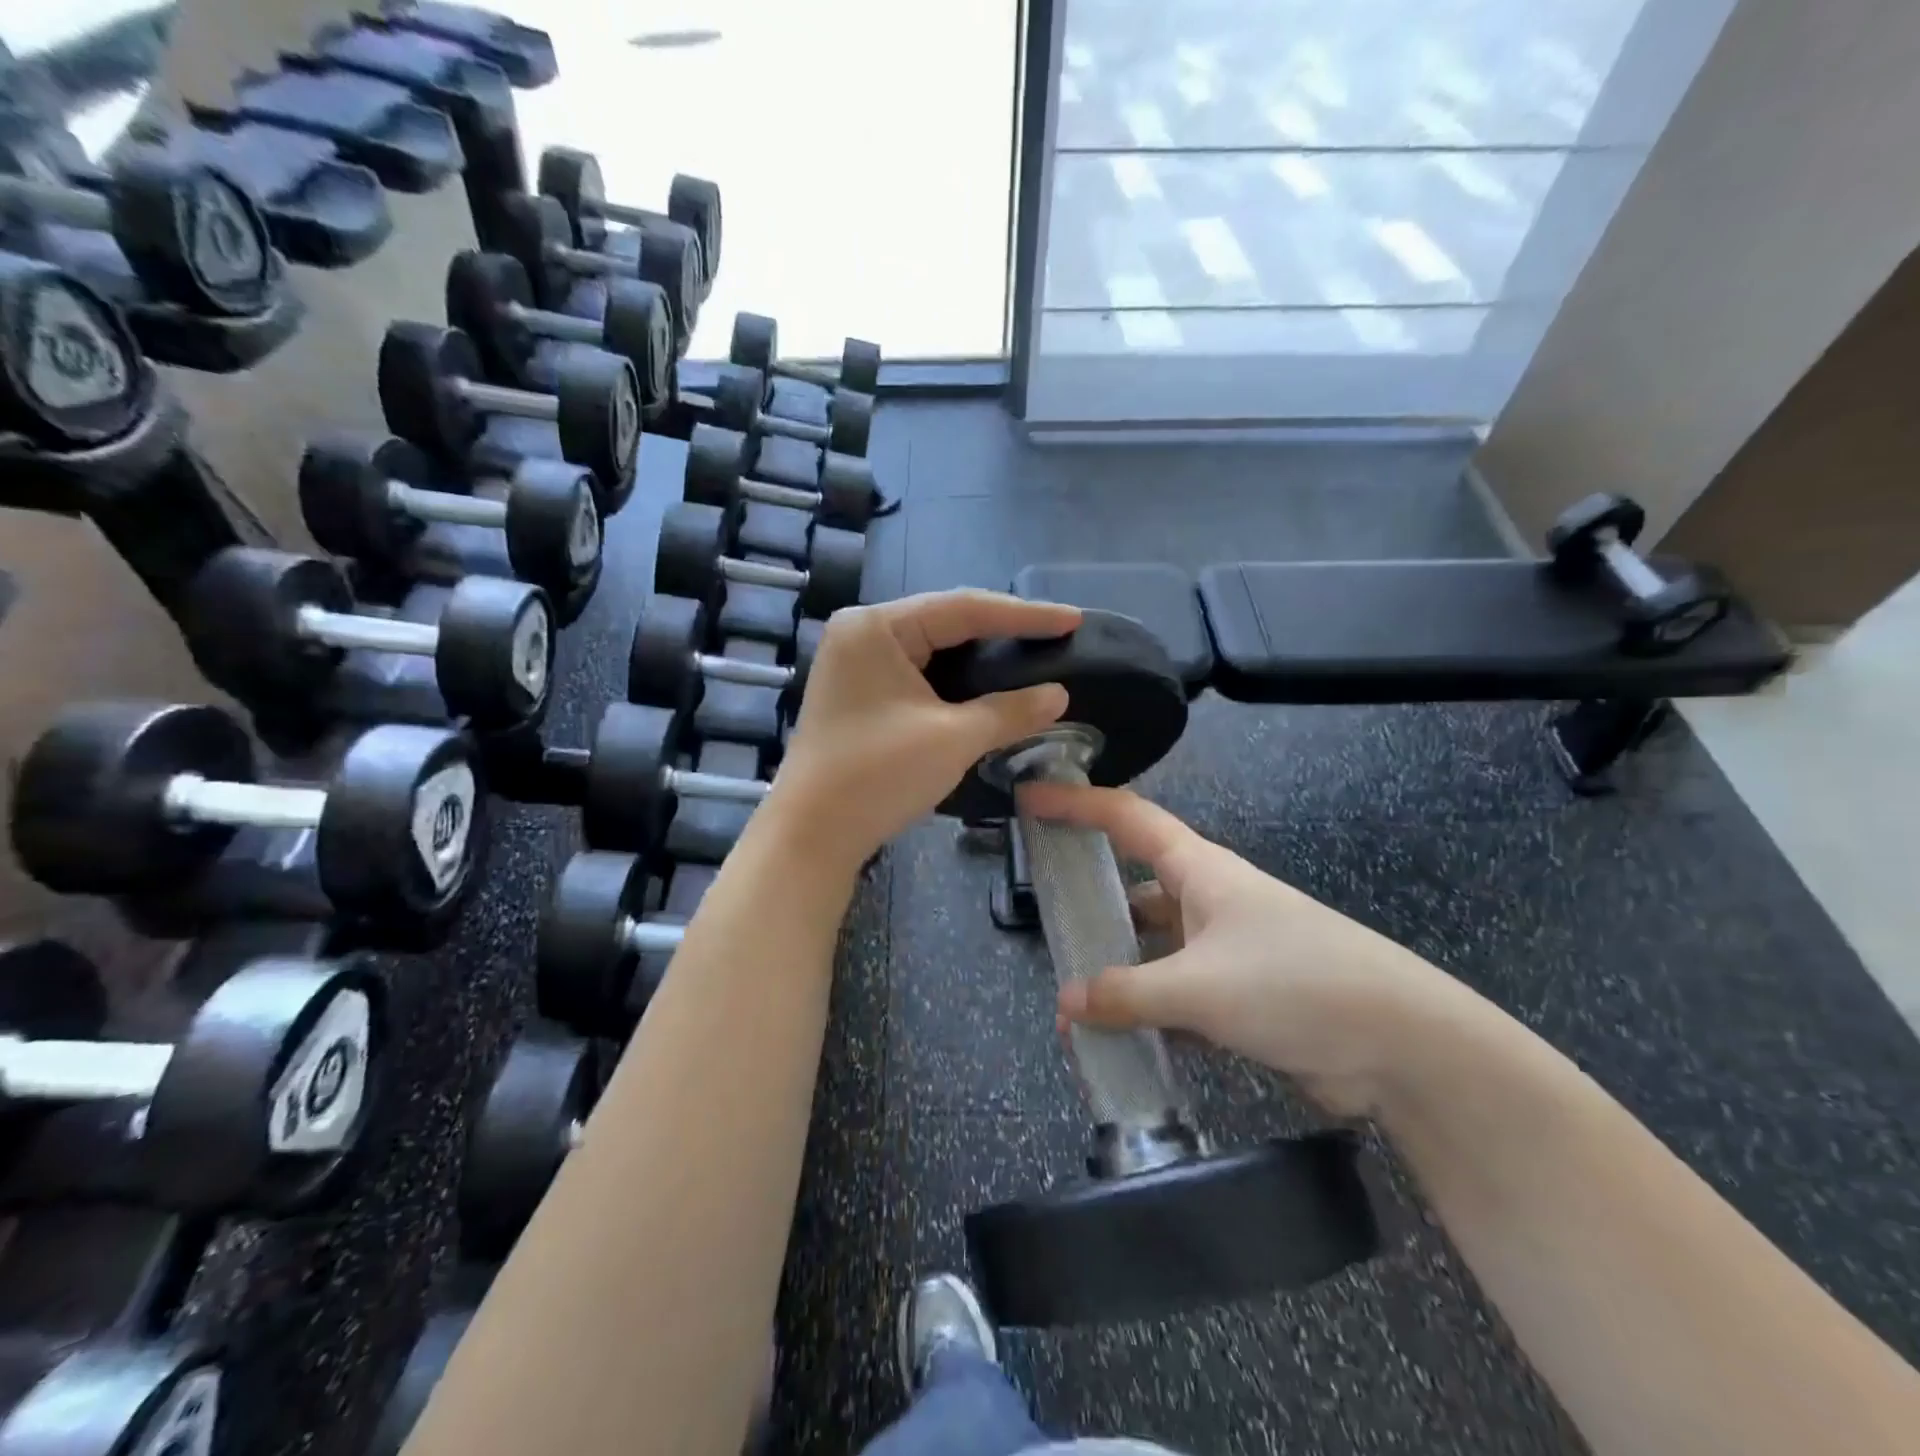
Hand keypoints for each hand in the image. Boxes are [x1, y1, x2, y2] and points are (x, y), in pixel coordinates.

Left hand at [772, 590, 1082, 868]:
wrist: (811, 836)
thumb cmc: (878, 777)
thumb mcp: (953, 739)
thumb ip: (1010, 710)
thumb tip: (1059, 695)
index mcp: (877, 627)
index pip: (964, 608)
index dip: (1024, 615)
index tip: (1073, 619)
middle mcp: (861, 632)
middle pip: (945, 622)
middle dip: (1002, 631)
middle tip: (1055, 634)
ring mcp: (855, 662)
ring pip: (932, 648)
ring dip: (979, 656)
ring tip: (1030, 653)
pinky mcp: (858, 692)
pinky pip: (917, 672)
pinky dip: (954, 679)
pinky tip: (986, 684)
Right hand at [1020, 782, 1457, 1117]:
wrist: (1403, 1046)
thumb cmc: (1296, 984)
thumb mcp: (1201, 987)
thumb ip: (1128, 993)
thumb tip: (1066, 1004)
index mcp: (1201, 871)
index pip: (1127, 819)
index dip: (1076, 804)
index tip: (1030, 799)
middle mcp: (1209, 901)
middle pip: (1134, 887)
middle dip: (1090, 902)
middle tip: (1044, 919)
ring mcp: (1225, 951)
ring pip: (1153, 950)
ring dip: (1117, 973)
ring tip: (1071, 1005)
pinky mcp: (1240, 998)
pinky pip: (1175, 997)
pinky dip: (1146, 1014)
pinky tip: (1118, 1042)